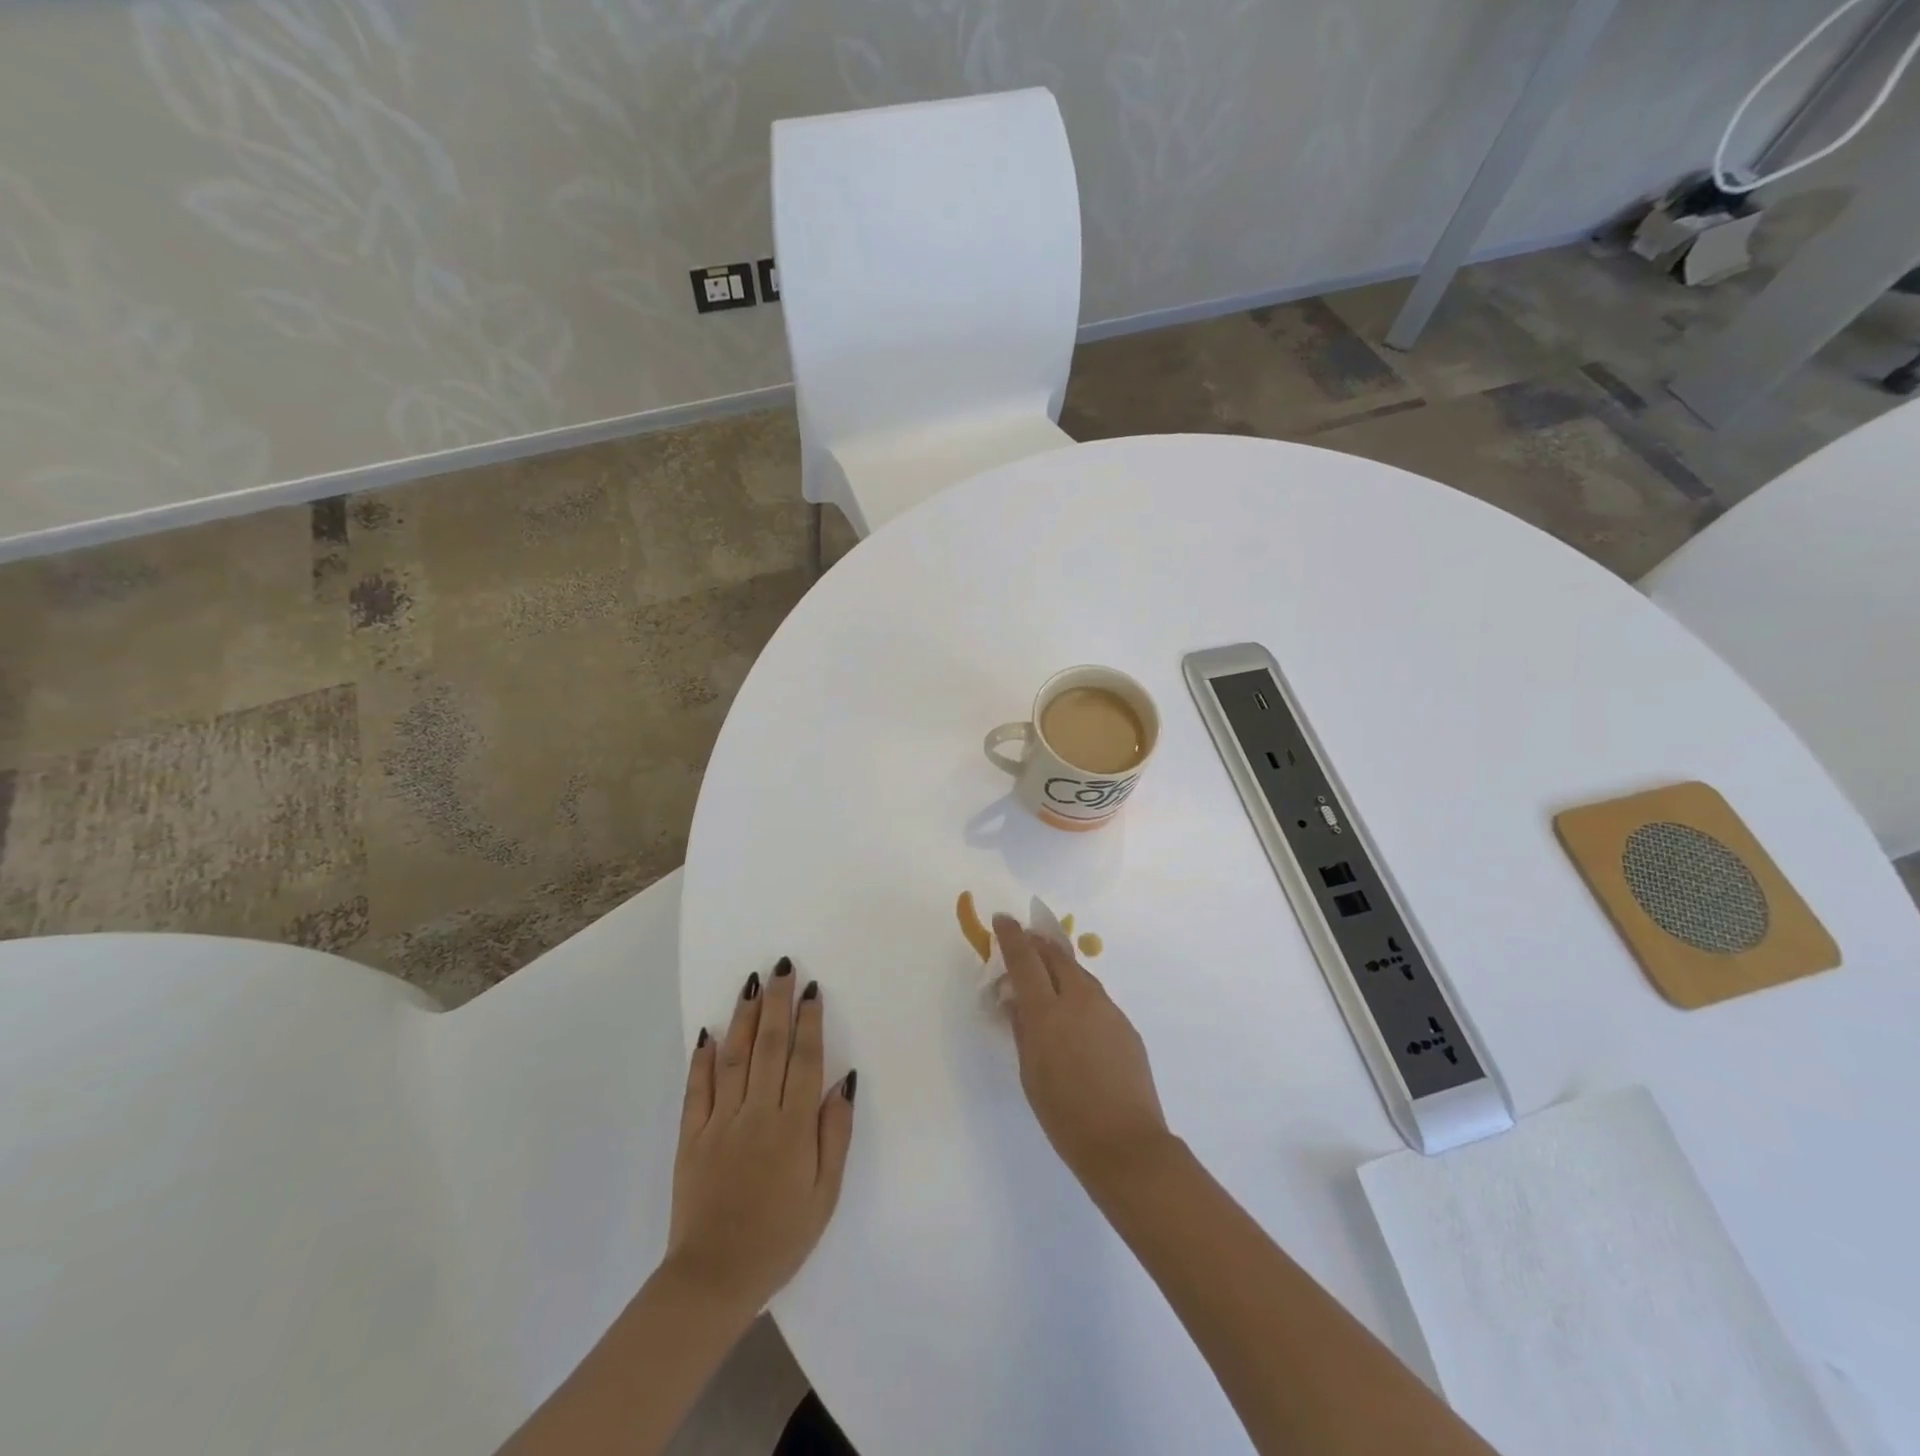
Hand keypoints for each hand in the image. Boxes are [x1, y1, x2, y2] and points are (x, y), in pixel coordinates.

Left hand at [664, 960, 855, 1319]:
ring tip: (752, 983)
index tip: (810, 988)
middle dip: (777, 1003)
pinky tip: (708, 1032)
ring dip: (744, 1017)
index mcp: (792, 1127)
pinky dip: (702, 1059)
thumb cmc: (780, 1238)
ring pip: (733, 1058)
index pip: (804, 1060)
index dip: (809, 1021)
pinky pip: (697, 1089)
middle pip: (769, 1046)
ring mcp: (720, 1123)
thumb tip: (845, 1081)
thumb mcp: (825, 1194)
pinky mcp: (691, 1137)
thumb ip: (835, 1134)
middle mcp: (757, 1114)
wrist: (713, 1280)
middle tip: (781, 966)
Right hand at [993, 916, 1172, 1194]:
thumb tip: (1014, 1000)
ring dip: (1059, 966)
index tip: (1003, 919)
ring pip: (1078, 974)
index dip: (1012, 937)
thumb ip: (1022, 1029)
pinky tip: (1074, 1013)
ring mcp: (1107, 1010)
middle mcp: (1079, 1000)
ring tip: (1046, 973)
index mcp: (1047, 1012)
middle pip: (1056, 956)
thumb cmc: (1065, 1116)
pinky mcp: (1125, 1025)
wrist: (1126, 1144)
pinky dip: (1078, 992)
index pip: (1025, 960)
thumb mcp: (1030, 1073)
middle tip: (1024, 940)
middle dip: (1037, 943)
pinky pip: (1096, 997)